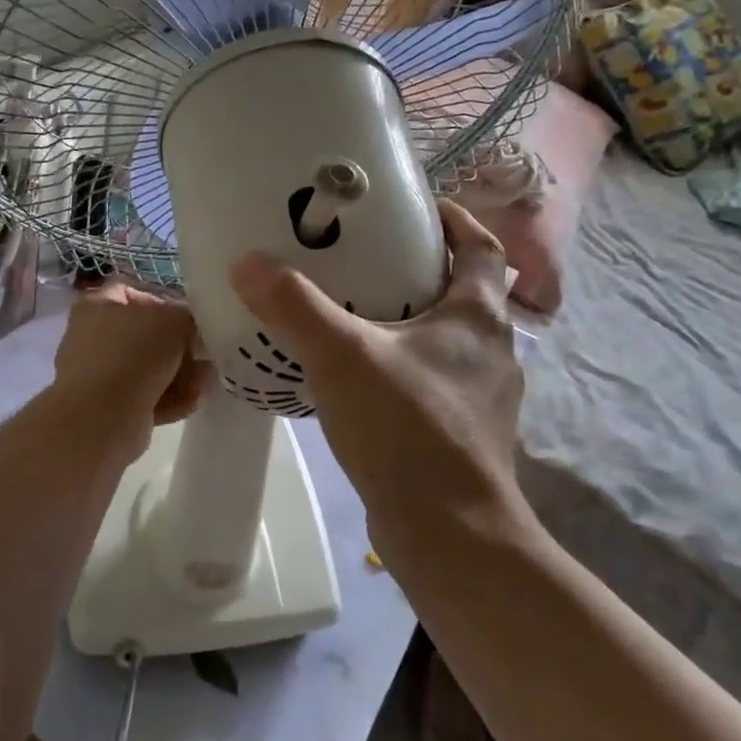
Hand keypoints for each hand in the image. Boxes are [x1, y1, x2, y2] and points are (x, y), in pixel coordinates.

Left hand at [52, 282, 212, 436]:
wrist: (101, 419)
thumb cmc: (133, 355)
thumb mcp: (173, 321)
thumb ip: (190, 316)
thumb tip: (195, 327)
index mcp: (99, 305)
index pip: (136, 292)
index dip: (168, 301)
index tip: (193, 316)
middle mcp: (94, 337)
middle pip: (149, 334)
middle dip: (182, 347)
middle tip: (206, 353)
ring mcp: (101, 374)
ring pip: (151, 368)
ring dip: (182, 375)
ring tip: (203, 382)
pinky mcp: (111, 408)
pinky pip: (148, 396)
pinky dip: (170, 398)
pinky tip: (192, 402)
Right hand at [228, 201, 534, 554]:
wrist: (451, 535)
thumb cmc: (408, 428)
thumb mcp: (342, 356)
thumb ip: (295, 306)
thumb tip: (248, 262)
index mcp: (477, 316)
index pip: (480, 245)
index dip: (453, 218)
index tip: (414, 206)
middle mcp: (492, 349)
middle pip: (464, 290)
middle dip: (421, 268)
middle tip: (366, 256)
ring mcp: (483, 396)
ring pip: (449, 339)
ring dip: (412, 320)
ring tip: (357, 313)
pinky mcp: (465, 433)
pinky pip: (434, 380)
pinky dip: (404, 366)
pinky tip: (363, 379)